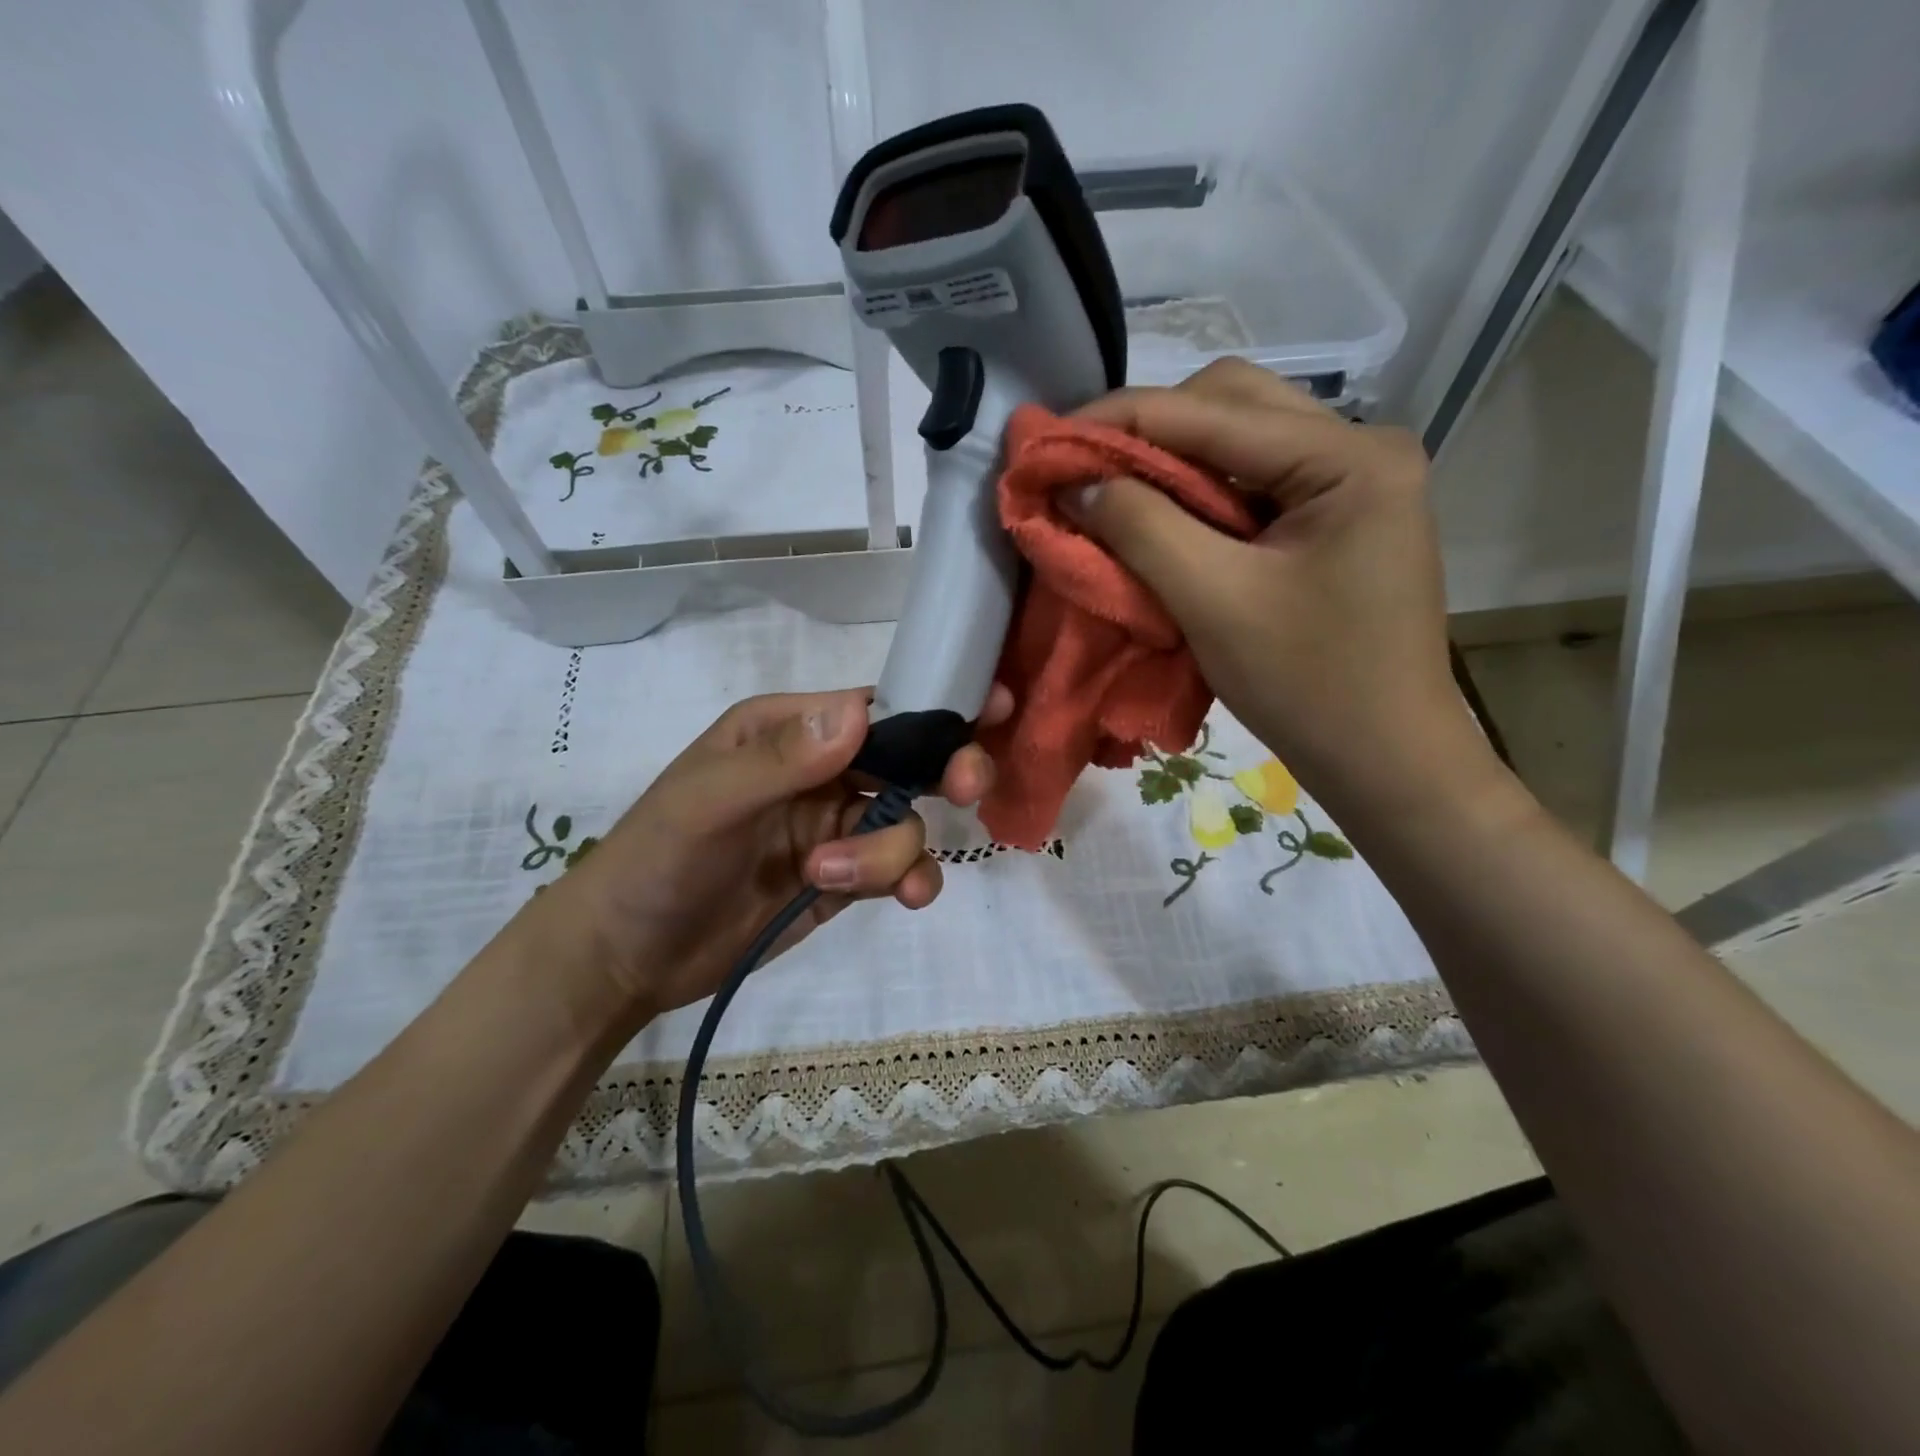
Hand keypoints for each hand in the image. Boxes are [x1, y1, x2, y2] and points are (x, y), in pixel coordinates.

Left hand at [512, 685, 1009, 1022]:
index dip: (934, 707)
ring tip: (829, 876)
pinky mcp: (845, 878)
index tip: (993, 707)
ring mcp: (837, 826)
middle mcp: (823, 770)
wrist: (627, 958)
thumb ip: (781, 759)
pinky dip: (910, 879)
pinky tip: (903, 899)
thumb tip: (861, 712)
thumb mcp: (706, 803)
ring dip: (889, 851)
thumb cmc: (656, 861)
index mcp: (790, 730)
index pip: (876, 706)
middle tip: (966, 788)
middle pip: (911, 759)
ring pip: (908, 822)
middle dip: (946, 770)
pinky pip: (901, 868)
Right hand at [1068, 358, 1490, 816]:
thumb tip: (1079, 482)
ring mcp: (1353, 483)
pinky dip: (1198, 494)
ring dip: (1171, 461)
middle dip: (1148, 430)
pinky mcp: (1338, 518)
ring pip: (1241, 441)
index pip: (1213, 410)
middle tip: (1083, 467)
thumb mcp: (1213, 602)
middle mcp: (1360, 449)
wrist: (1384, 759)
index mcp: (1349, 457)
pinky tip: (1161, 516)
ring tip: (1111, 491)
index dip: (1119, 419)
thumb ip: (1142, 528)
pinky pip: (1253, 482)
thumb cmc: (1308, 685)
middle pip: (1232, 405)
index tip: (1047, 440)